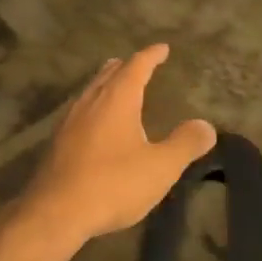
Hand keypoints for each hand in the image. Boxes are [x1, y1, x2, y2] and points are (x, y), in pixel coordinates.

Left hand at [20, 44, 216, 244]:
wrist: (55, 212)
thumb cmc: (113, 184)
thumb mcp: (160, 167)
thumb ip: (185, 144)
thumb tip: (206, 126)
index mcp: (117, 98)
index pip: (136, 65)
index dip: (151, 55)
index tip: (162, 48)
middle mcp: (91, 101)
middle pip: (109, 73)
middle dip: (126, 66)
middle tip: (139, 64)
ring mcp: (70, 120)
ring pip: (92, 90)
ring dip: (107, 84)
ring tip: (118, 88)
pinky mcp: (57, 141)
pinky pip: (80, 110)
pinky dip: (95, 106)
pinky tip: (96, 124)